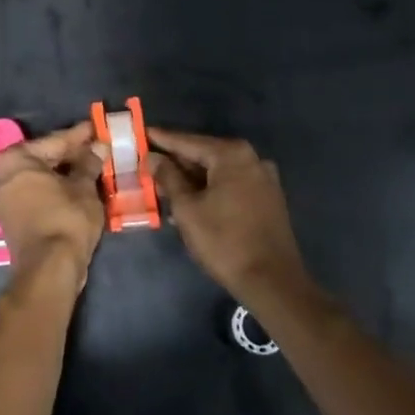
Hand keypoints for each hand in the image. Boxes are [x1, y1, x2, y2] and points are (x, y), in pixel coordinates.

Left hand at [0, 123, 105, 292]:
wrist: (49, 268)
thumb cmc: (66, 219)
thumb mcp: (83, 187)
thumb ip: (89, 164)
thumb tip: (98, 148)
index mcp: (15, 159)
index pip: (53, 141)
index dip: (79, 135)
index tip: (96, 127)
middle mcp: (1, 174)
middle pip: (43, 158)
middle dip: (70, 154)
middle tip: (96, 147)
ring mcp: (2, 198)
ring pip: (39, 177)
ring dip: (63, 173)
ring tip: (90, 166)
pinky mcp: (9, 218)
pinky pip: (35, 193)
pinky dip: (53, 189)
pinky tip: (75, 187)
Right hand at [149, 128, 309, 301]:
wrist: (272, 281)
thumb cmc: (224, 241)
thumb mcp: (187, 208)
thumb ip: (168, 178)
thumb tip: (153, 158)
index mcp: (231, 155)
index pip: (188, 141)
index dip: (162, 139)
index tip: (142, 133)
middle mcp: (252, 159)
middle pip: (205, 154)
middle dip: (177, 162)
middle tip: (149, 164)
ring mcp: (264, 178)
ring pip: (218, 171)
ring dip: (192, 179)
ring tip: (164, 187)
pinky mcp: (268, 198)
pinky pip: (232, 184)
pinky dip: (211, 189)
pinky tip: (191, 202)